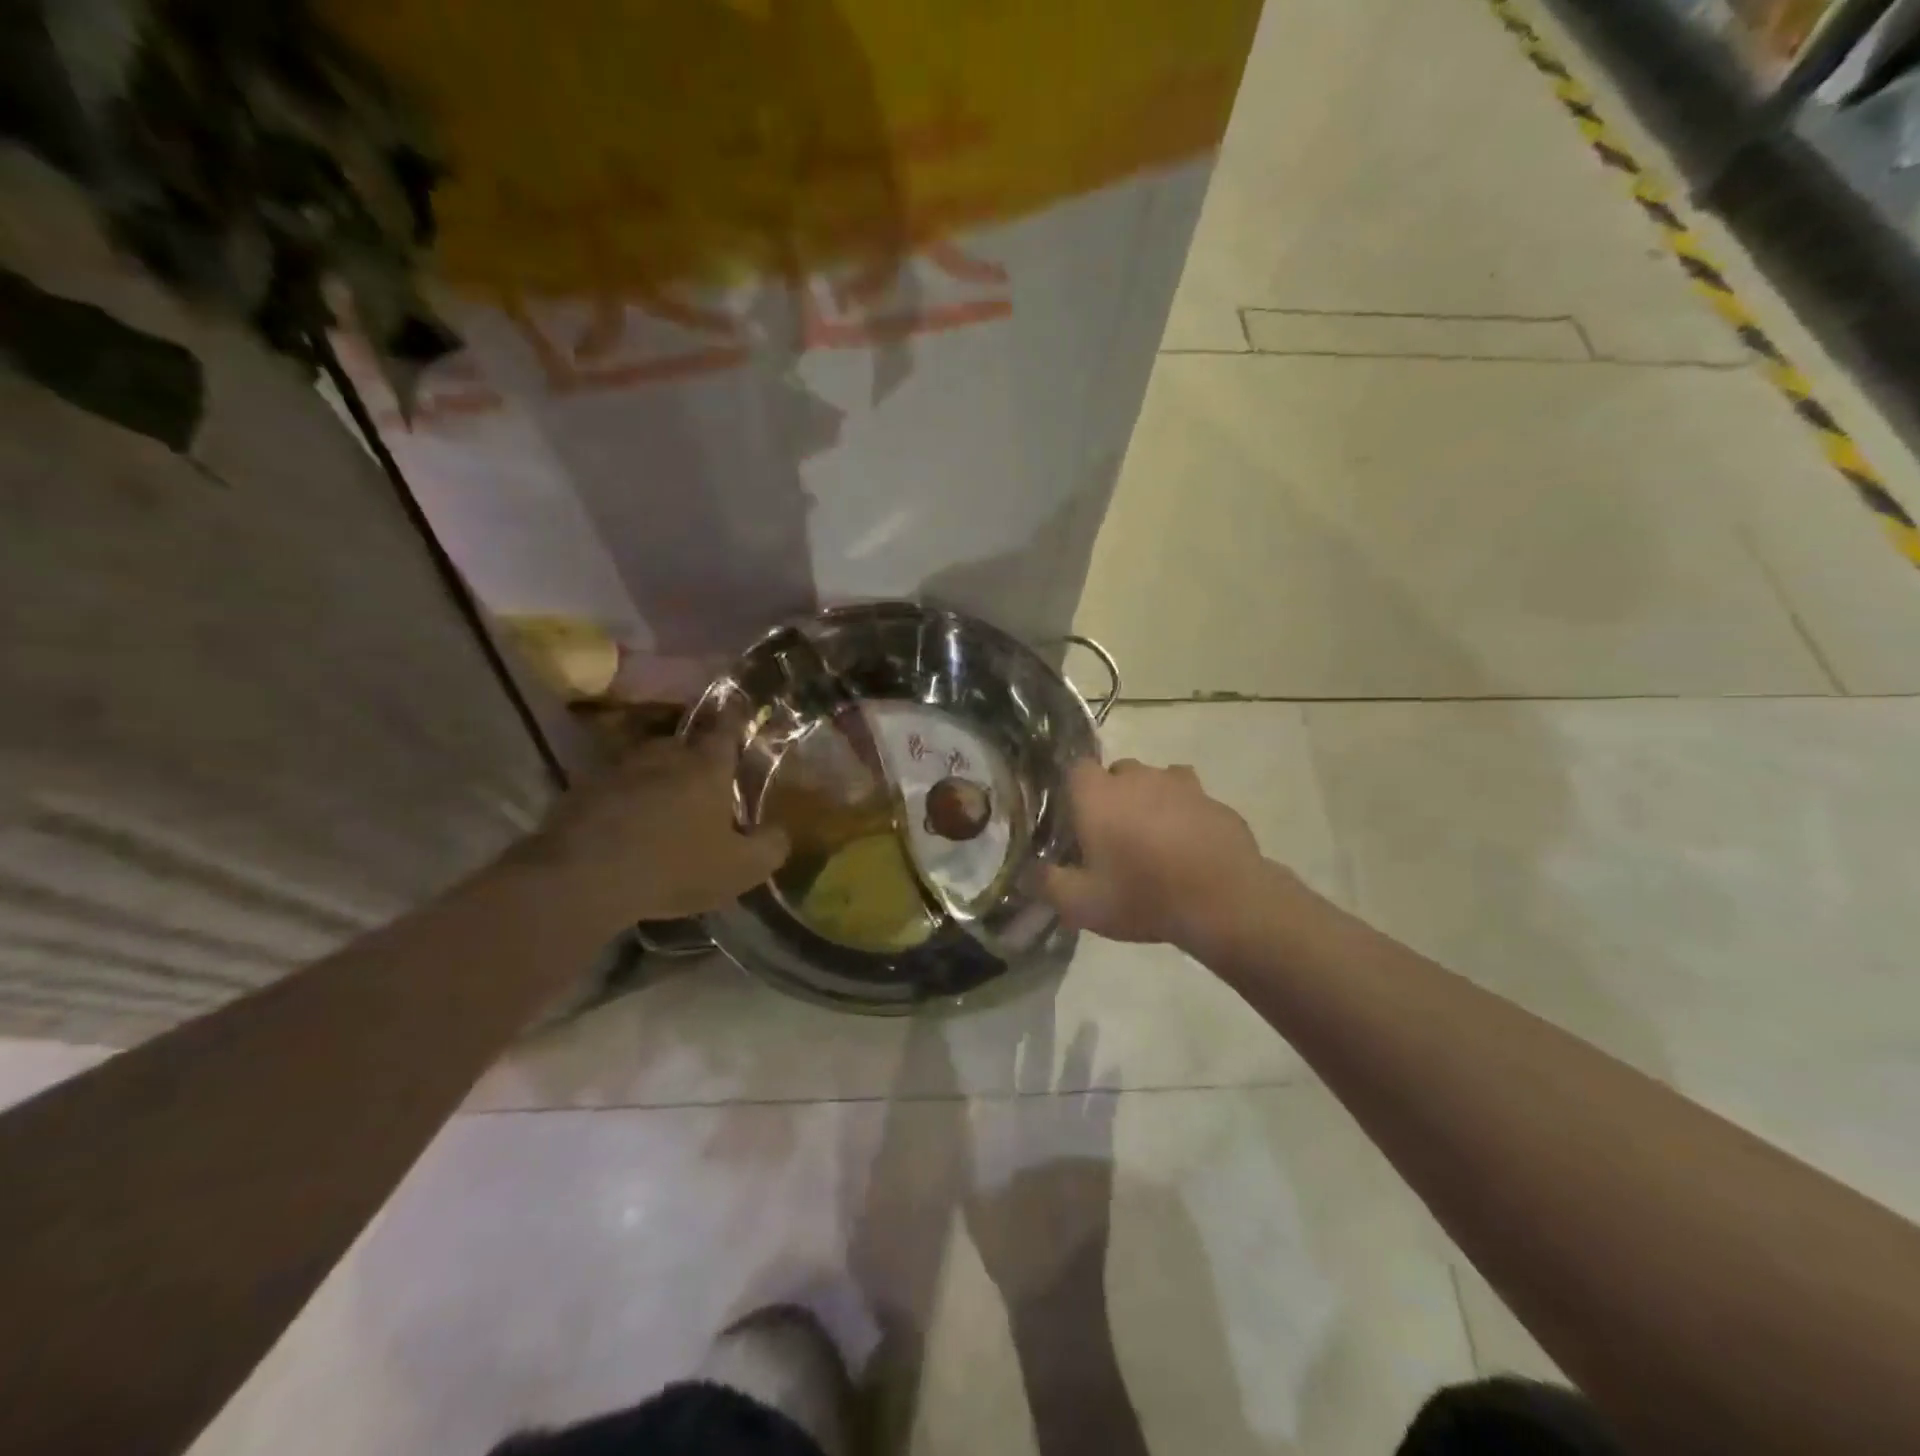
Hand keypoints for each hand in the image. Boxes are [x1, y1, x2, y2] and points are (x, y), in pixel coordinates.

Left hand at [513, 730, 788, 932]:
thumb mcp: (740, 869)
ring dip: (656, 777)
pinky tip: (624, 827)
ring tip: (661, 804)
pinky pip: (613, 788)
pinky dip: (623, 800)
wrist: (583, 877)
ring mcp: (619, 769)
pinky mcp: (582, 790)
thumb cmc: (674, 866)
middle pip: (685, 745)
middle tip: (703, 778)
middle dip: (695, 756)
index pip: (727, 730)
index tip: (739, 709)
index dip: (736, 719)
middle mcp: (665, 756)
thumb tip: (781, 833)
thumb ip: (770, 847)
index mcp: (707, 767)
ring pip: (646, 764)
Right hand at [1040, 759, 1280, 957]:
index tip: (1075, 820)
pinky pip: (1190, 799)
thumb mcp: (1081, 904)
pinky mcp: (1214, 800)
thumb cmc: (1142, 896)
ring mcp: (1180, 784)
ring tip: (1153, 840)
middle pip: (1116, 773)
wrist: (1224, 901)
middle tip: (1113, 836)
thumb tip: (1027, 873)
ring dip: (1150, 801)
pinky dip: (1184, 815)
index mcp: (1098, 794)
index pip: (1074, 768)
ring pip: (1155, 781)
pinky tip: (1188, 847)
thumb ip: (1046, 884)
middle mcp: (1137, 777)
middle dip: (1112, 796)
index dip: (1073, 791)